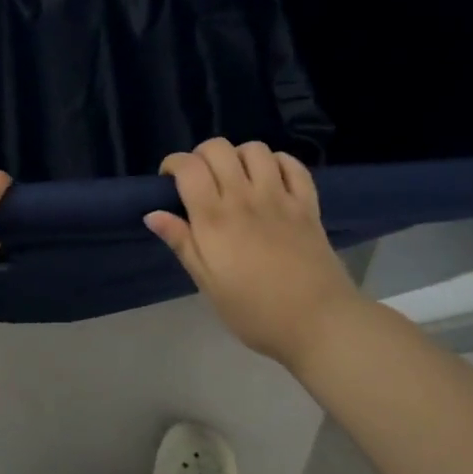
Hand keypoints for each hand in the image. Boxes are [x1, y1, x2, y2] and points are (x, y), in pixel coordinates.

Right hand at [144, 138, 360, 369]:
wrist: (319, 325)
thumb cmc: (255, 312)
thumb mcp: (208, 284)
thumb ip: (182, 243)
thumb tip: (152, 214)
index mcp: (214, 219)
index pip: (188, 167)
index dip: (173, 164)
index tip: (170, 182)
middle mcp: (244, 198)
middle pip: (218, 149)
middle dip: (202, 155)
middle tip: (201, 179)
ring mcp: (279, 198)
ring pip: (255, 149)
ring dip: (239, 156)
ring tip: (237, 177)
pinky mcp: (307, 204)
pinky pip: (293, 165)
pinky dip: (278, 163)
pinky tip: (271, 180)